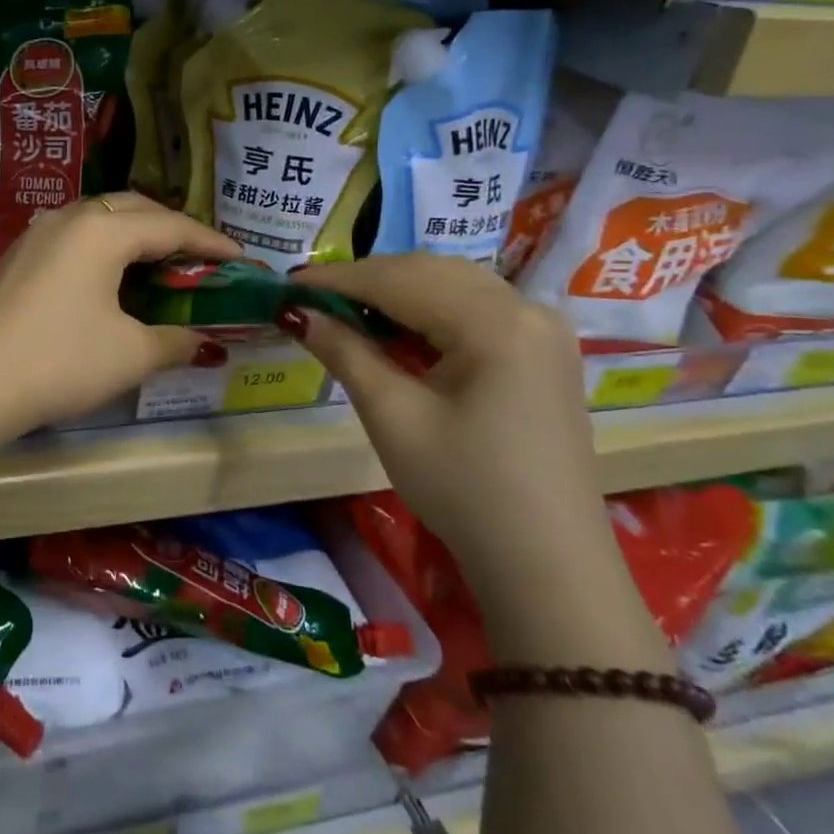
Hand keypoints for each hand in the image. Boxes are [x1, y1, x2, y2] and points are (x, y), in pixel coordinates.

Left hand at [0, 193, 239, 432]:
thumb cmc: (63, 361)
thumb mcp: (131, 354)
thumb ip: (174, 341)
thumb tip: (202, 342)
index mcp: (102, 230)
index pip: (169, 227)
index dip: (209, 241)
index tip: (240, 255)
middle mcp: (69, 218)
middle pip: (133, 209)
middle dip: (171, 227)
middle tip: (199, 255)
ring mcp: (38, 234)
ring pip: (99, 217)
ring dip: (134, 232)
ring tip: (158, 260)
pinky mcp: (18, 256)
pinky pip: (73, 235)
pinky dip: (103, 245)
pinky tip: (109, 275)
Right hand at [285, 256, 615, 603]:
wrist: (546, 562)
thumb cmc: (463, 488)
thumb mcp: (393, 416)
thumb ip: (344, 351)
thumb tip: (294, 311)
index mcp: (496, 322)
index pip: (400, 279)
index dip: (338, 278)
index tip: (288, 282)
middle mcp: (527, 308)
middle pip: (430, 271)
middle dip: (366, 279)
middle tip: (311, 298)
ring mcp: (543, 328)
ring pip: (453, 283)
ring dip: (396, 290)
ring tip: (345, 312)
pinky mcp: (543, 351)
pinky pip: (475, 307)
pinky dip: (428, 308)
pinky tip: (396, 329)